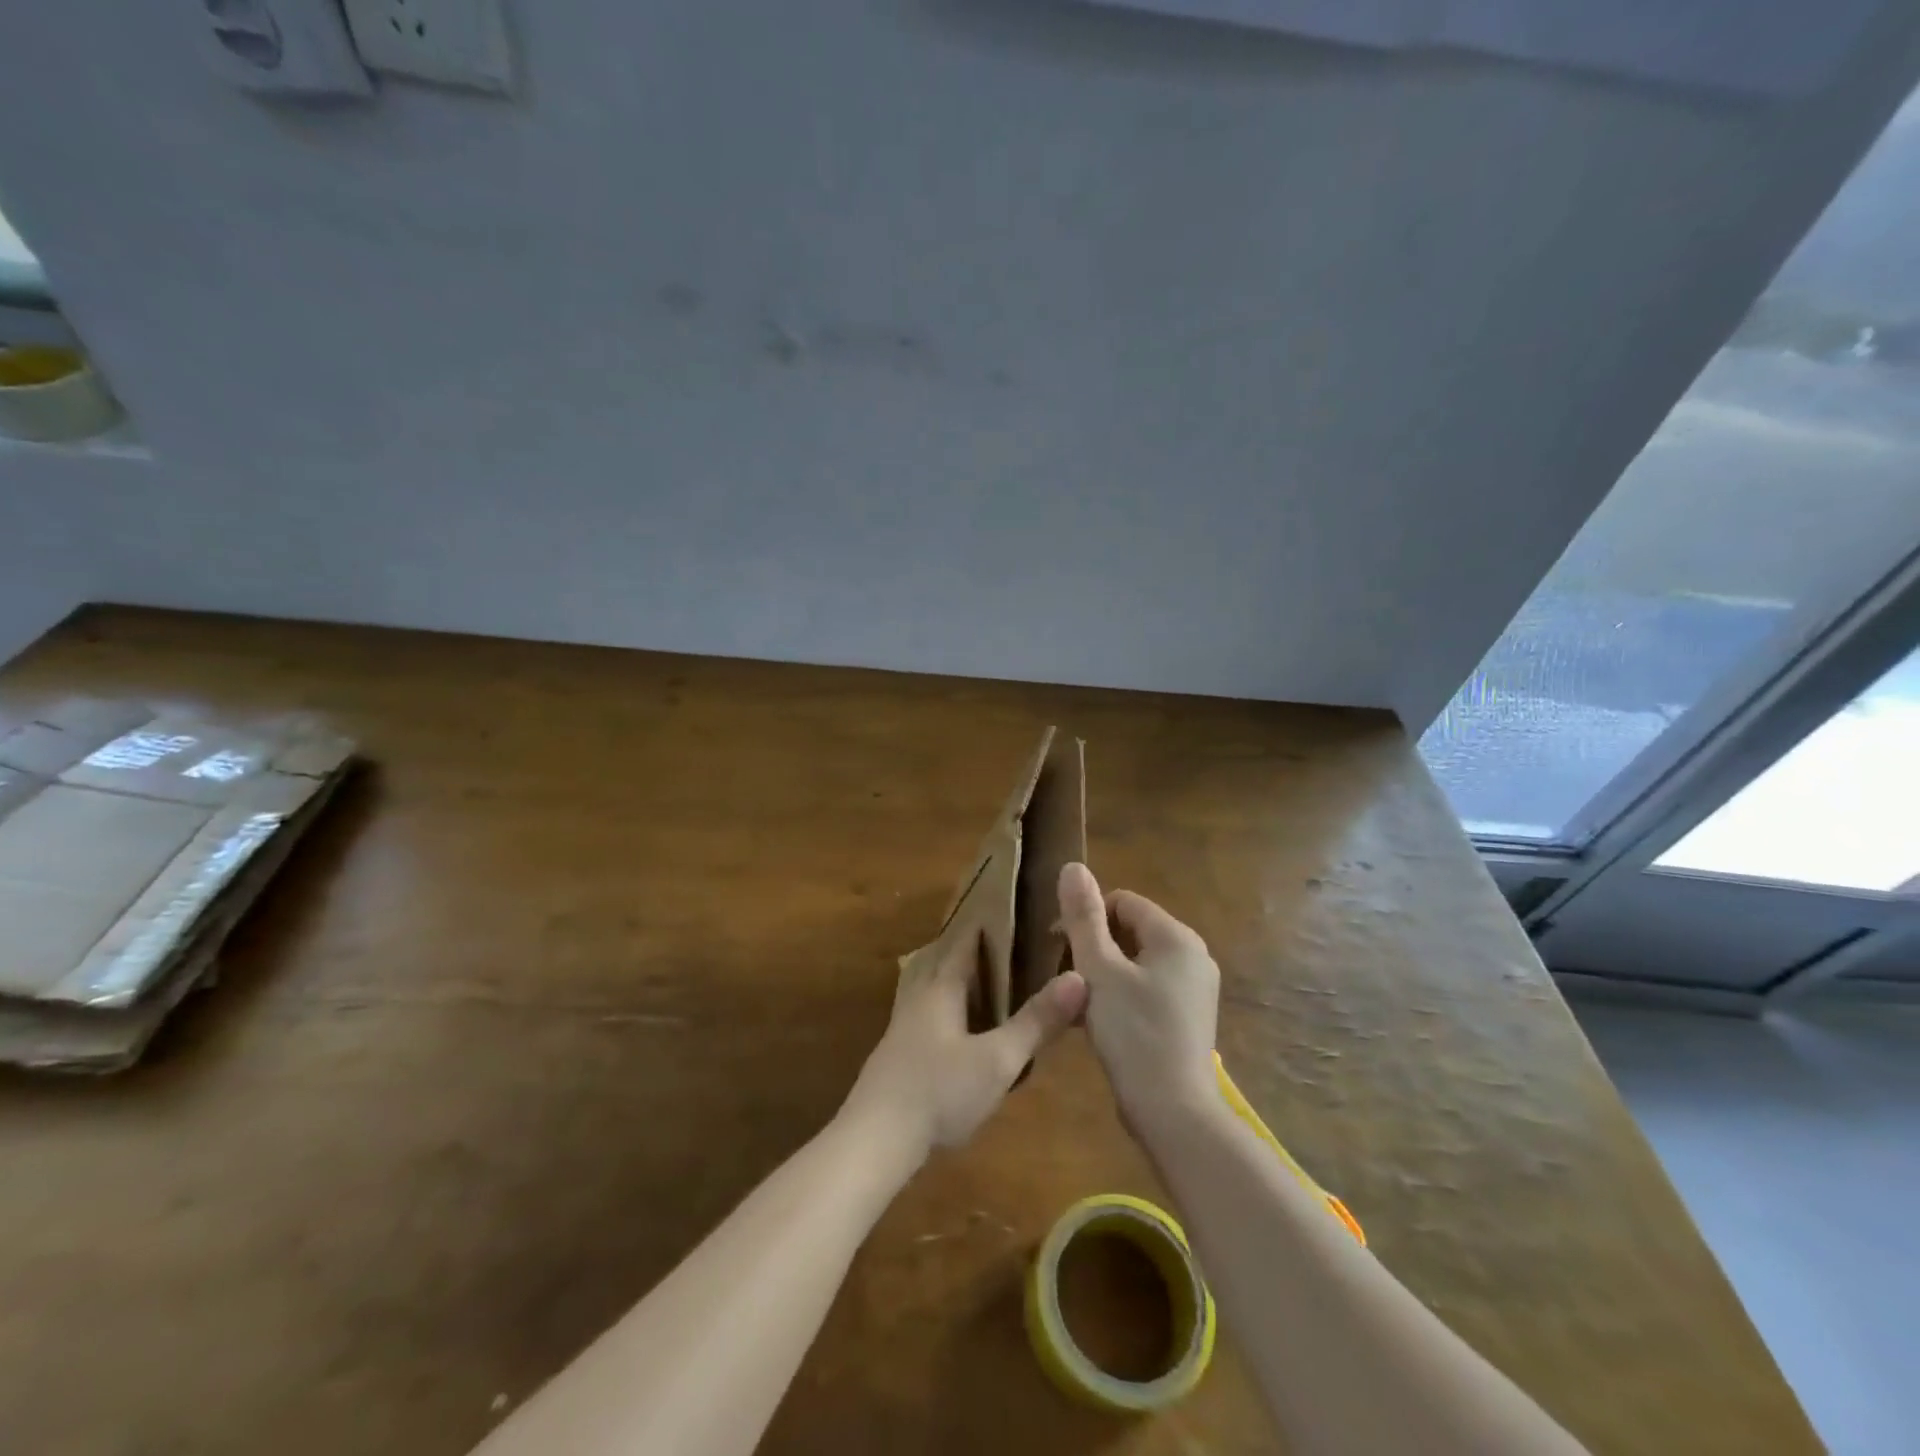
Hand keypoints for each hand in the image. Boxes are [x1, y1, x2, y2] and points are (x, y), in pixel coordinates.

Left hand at [843, 930, 1087, 1161]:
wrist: (876, 1139)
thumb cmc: (940, 1091)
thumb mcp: (998, 1060)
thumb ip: (1037, 1021)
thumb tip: (1079, 977)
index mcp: (941, 985)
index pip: (964, 938)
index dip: (989, 922)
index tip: (1017, 909)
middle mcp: (919, 994)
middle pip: (942, 956)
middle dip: (971, 946)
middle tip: (1007, 940)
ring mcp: (904, 1023)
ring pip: (929, 982)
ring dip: (954, 973)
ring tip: (985, 975)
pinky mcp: (898, 1050)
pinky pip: (925, 1008)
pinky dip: (945, 1001)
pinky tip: (960, 1022)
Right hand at [1057, 862, 1219, 1134]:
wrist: (1173, 1113)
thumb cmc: (1133, 1033)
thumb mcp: (1099, 970)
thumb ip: (1083, 917)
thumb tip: (1072, 866)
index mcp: (1176, 937)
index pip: (1122, 902)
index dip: (1086, 918)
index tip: (1057, 946)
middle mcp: (1193, 956)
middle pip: (1129, 932)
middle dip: (1093, 949)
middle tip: (1066, 980)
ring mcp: (1194, 989)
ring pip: (1135, 964)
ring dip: (1102, 976)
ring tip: (1077, 1005)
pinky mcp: (1188, 1018)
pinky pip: (1147, 990)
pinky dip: (1120, 997)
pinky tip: (1097, 1024)